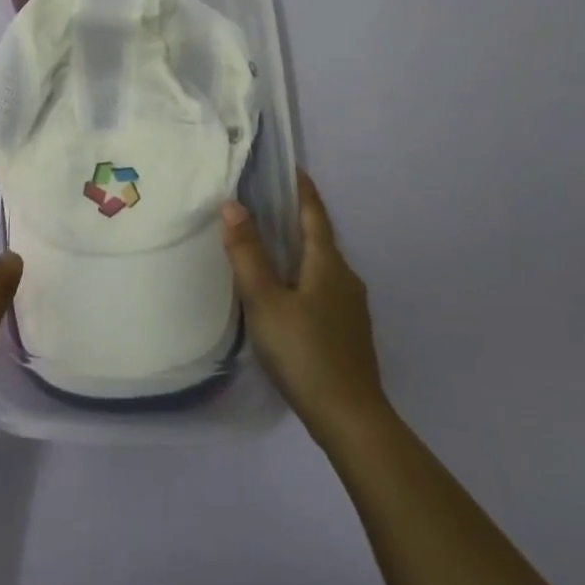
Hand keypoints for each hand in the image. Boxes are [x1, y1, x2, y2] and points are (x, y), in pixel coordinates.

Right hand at [223, 172, 389, 451]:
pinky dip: (301, 275)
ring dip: (296, 248)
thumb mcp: (265, 301)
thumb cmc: (305, 352)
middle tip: (263, 201)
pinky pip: (322, 287)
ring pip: (320, 264)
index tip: (288, 166)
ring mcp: (351, 306)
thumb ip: (248, 253)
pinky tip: (284, 291)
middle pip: (318, 236)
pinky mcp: (348, 330)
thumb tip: (232, 205)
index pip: (313, 212)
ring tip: (266, 243)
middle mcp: (345, 276)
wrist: (351, 419)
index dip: (301, 188)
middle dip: (294, 216)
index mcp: (327, 262)